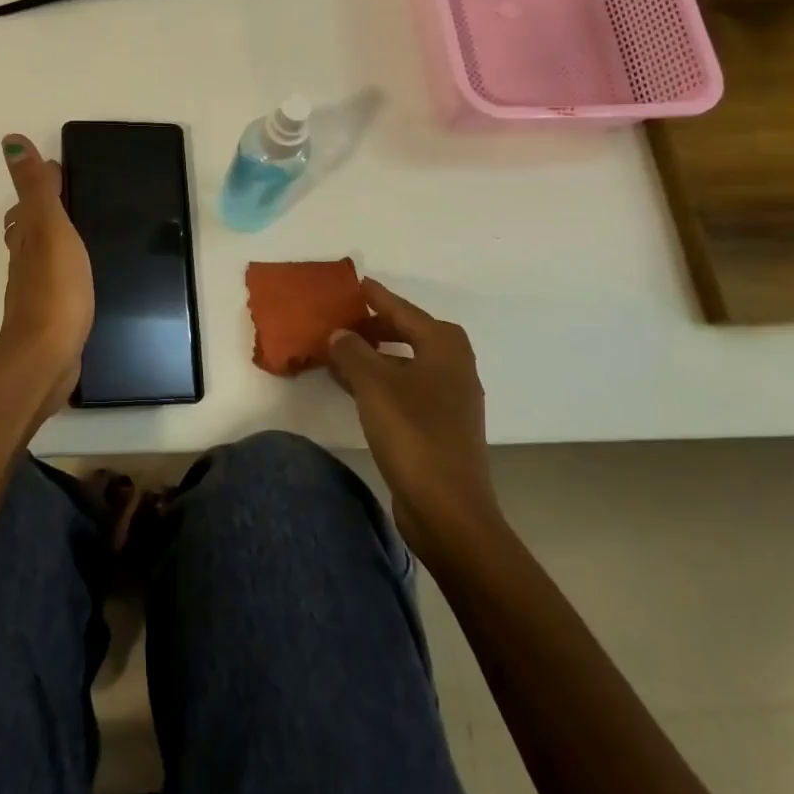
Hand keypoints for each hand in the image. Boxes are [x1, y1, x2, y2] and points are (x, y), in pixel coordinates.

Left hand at [0, 134, 92, 420]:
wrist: (46, 356)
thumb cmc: (54, 286)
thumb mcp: (48, 227)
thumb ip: (35, 187)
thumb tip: (10, 140)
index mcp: (26, 235)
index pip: (29, 201)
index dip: (43, 182)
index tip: (60, 167)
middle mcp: (24, 260)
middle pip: (28, 228)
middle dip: (43, 210)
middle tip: (71, 197)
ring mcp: (35, 290)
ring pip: (39, 255)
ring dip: (51, 240)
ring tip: (79, 233)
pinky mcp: (50, 316)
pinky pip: (55, 282)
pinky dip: (62, 270)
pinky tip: (79, 277)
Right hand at [328, 279, 501, 559]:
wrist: (448, 510)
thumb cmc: (413, 434)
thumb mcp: (373, 384)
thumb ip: (352, 351)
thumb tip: (339, 334)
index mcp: (444, 348)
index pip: (404, 311)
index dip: (378, 297)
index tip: (356, 284)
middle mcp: (453, 367)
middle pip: (410, 334)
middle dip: (377, 326)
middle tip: (344, 321)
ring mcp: (450, 400)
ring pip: (407, 363)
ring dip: (376, 355)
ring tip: (341, 353)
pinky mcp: (439, 427)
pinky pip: (406, 388)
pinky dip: (381, 381)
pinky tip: (355, 389)